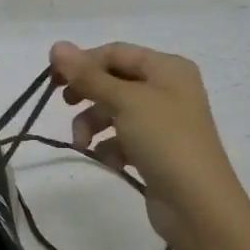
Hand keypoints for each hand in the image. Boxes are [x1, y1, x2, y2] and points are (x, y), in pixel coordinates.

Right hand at [50, 40, 237, 242]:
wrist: (197, 204)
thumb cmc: (164, 140)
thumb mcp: (124, 101)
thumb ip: (88, 75)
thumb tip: (56, 45)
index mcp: (167, 68)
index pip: (114, 53)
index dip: (82, 62)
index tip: (52, 80)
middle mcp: (167, 88)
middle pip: (113, 81)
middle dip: (87, 95)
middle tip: (65, 105)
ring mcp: (162, 121)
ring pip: (114, 110)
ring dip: (92, 124)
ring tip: (83, 143)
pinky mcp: (155, 149)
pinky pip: (122, 137)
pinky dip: (109, 147)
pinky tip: (109, 161)